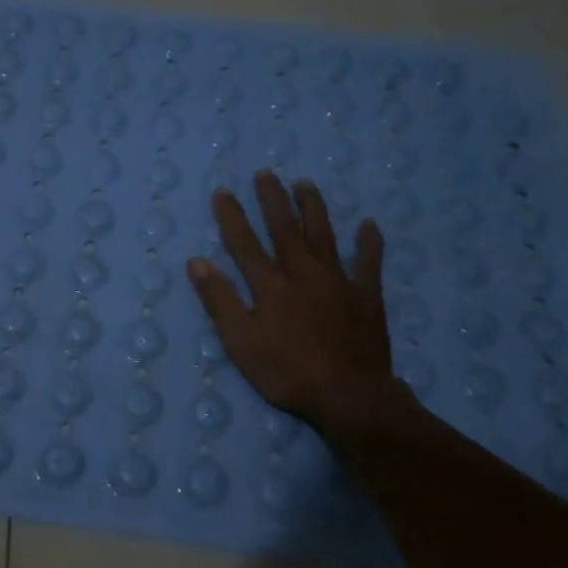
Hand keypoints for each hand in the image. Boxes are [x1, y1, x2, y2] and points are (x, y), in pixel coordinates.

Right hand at [187, 170, 417, 441]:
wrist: (348, 394)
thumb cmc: (287, 371)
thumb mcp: (240, 341)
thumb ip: (220, 299)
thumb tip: (197, 261)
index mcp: (270, 284)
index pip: (244, 242)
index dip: (232, 216)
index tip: (223, 192)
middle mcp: (302, 272)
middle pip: (285, 228)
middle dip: (273, 199)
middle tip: (266, 173)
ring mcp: (338, 281)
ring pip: (324, 234)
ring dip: (313, 207)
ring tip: (306, 184)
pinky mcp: (366, 296)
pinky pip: (369, 263)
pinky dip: (369, 243)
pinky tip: (370, 225)